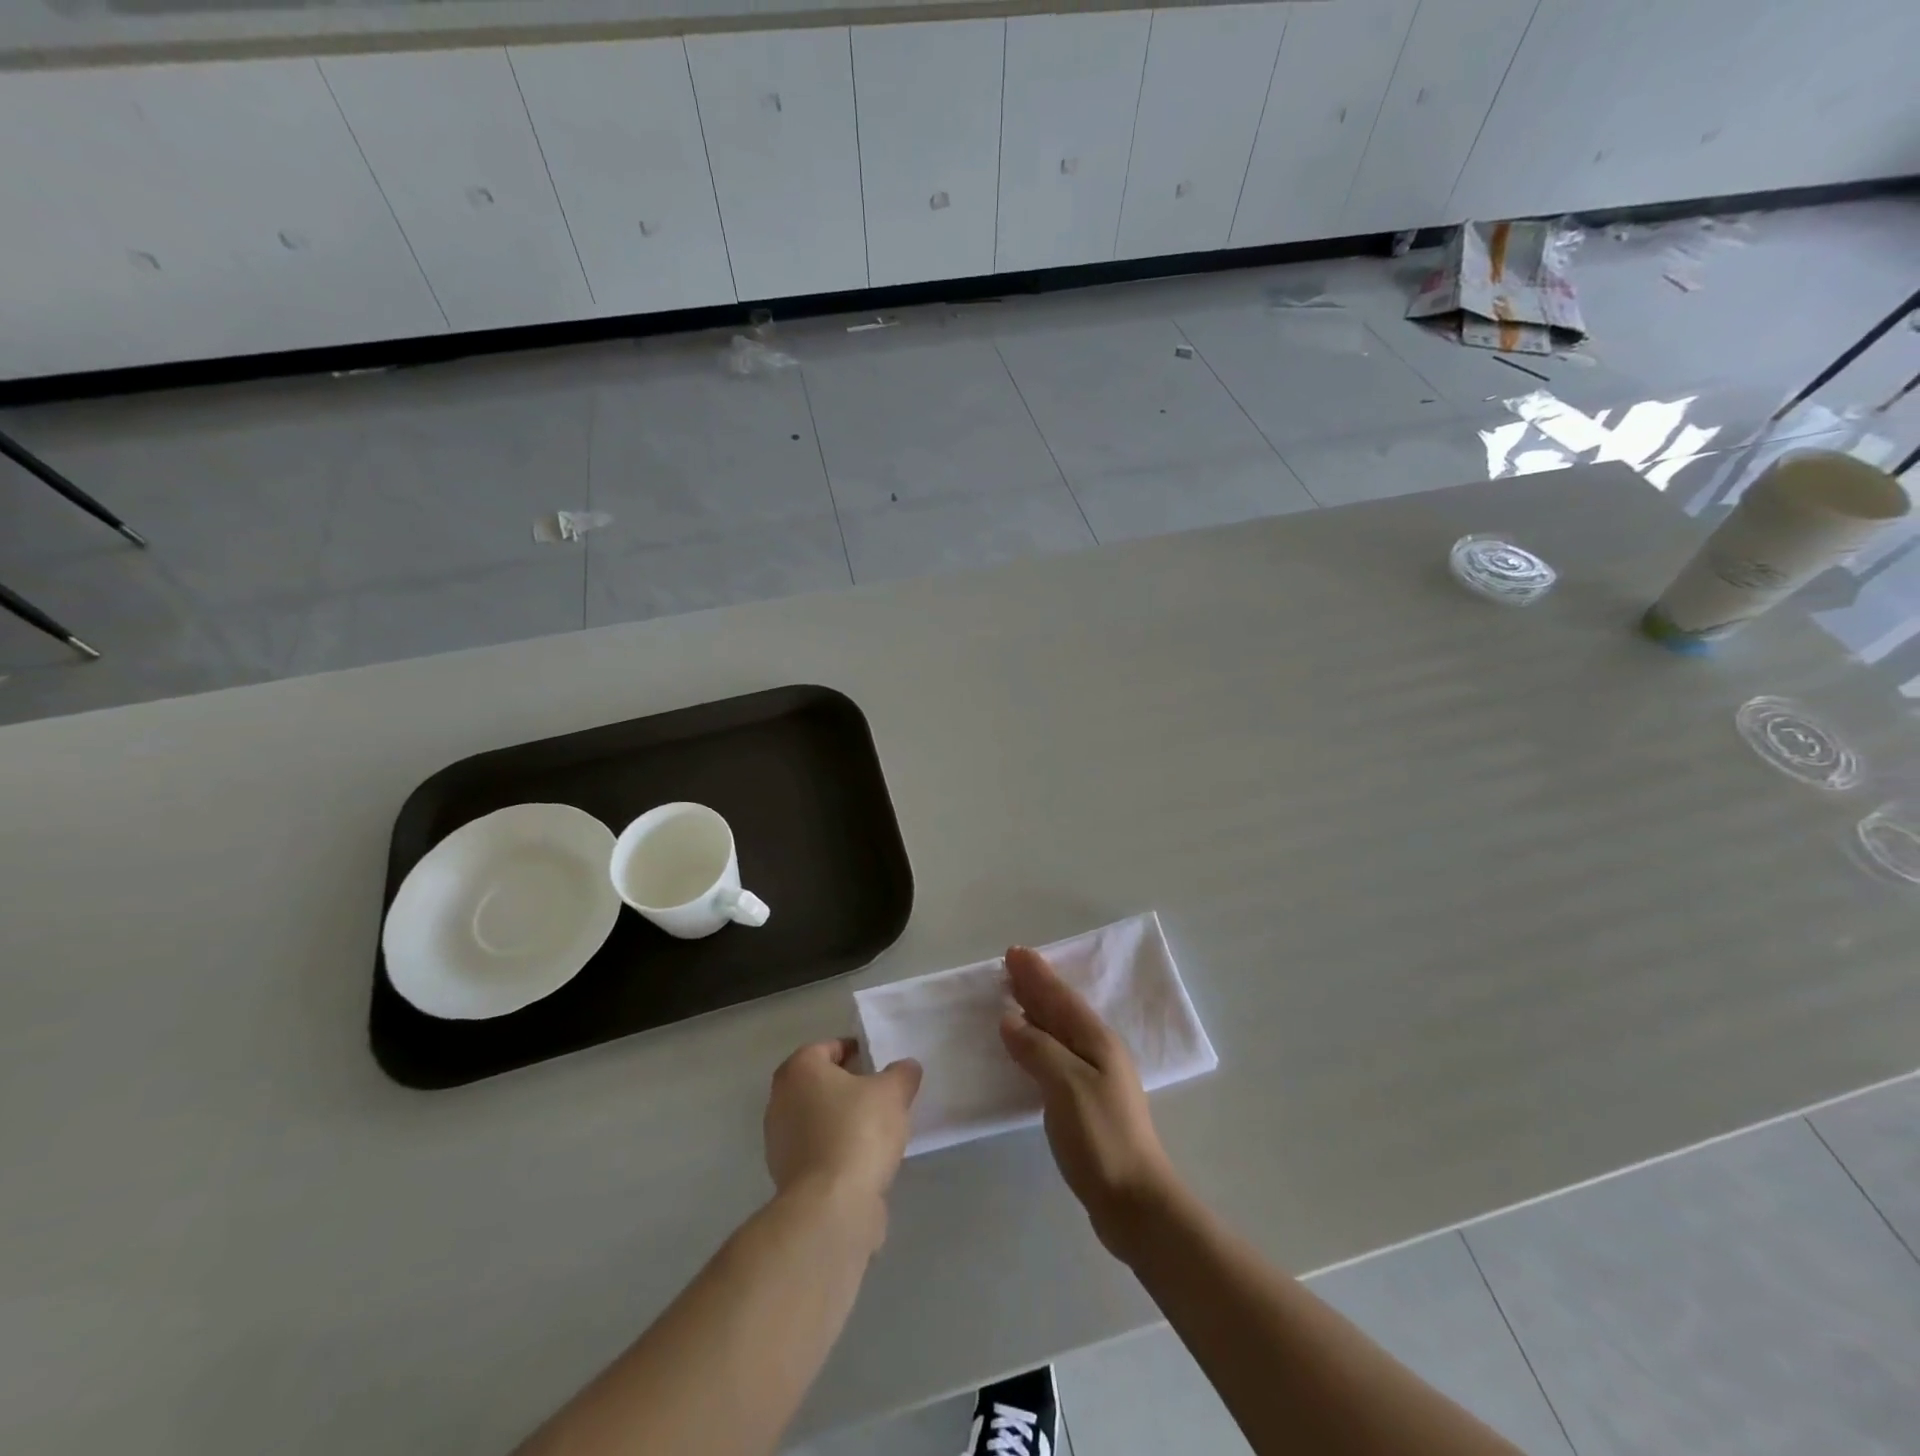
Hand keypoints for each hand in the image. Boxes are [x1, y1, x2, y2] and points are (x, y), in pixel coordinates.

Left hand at [764, 1039, 921, 1225]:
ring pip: (818, 1118)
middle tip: (880, 1094)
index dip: (856, 1052)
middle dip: (848, 1087)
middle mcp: (781, 1099)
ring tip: (877, 1129)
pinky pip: (818, 1150)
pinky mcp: (787, 1176)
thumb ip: (902, 1074)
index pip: (828, 1047)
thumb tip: (906, 1068)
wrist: (831, 1207)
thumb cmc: (858, 1132)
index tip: (879, 1065)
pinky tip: (863, 1160)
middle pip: (820, 1083)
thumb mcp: (893, 1092)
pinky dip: (837, 1150)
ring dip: (842, 1120)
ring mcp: (780, 1141)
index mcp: (799, 1069)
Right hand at [999, 947, 1178, 1259]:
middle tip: (1012, 964)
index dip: (1037, 975)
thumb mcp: (1066, 1086)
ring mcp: (1095, 1078)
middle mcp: (1098, 1052)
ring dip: (1037, 1010)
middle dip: (1037, 985)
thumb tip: (1010, 1020)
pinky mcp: (1087, 1102)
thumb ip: (1038, 1049)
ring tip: (1015, 996)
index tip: (1014, 953)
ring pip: (1060, 1030)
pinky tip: (1027, 1048)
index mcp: (1097, 1041)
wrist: (1135, 1202)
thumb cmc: (1101, 1138)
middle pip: (1062, 1009)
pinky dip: (1039, 1040)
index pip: (1060, 998)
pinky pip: (1057, 1054)